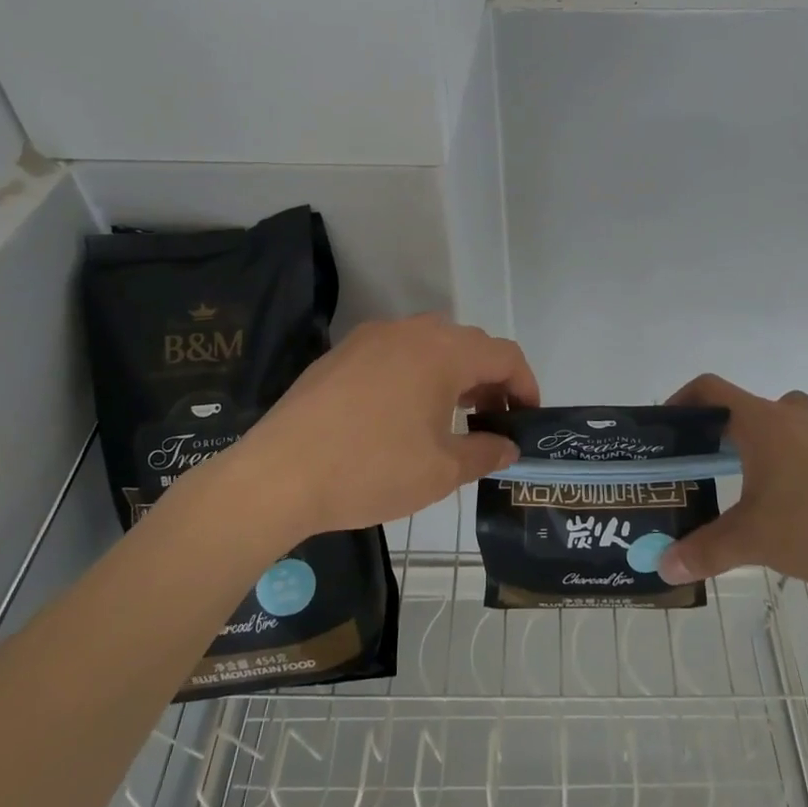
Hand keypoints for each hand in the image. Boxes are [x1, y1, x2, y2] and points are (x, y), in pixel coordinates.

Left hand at [229, 315, 538, 537]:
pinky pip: (395, 353)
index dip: (526, 384)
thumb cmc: (372, 470)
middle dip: (490, 380)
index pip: (504, 355)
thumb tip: (508, 447)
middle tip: (493, 421)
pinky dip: (416, 374)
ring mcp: (371, 338)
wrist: (279, 475)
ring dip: (453, 374)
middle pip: (468, 344)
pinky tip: (403, 413)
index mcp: (442, 352)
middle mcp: (411, 331)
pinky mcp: (342, 353)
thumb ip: (485, 453)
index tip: (528, 418)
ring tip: (452, 416)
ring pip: (430, 345)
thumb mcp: (441, 470)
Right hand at [656, 375, 807, 608]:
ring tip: (760, 492)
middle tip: (712, 468)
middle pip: (749, 410)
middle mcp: (799, 415)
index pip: (711, 389)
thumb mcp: (755, 542)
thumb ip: (705, 551)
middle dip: (727, 434)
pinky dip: (804, 464)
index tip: (670, 426)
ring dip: (768, 448)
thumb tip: (664, 566)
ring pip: (788, 427)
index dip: (684, 399)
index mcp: (765, 423)